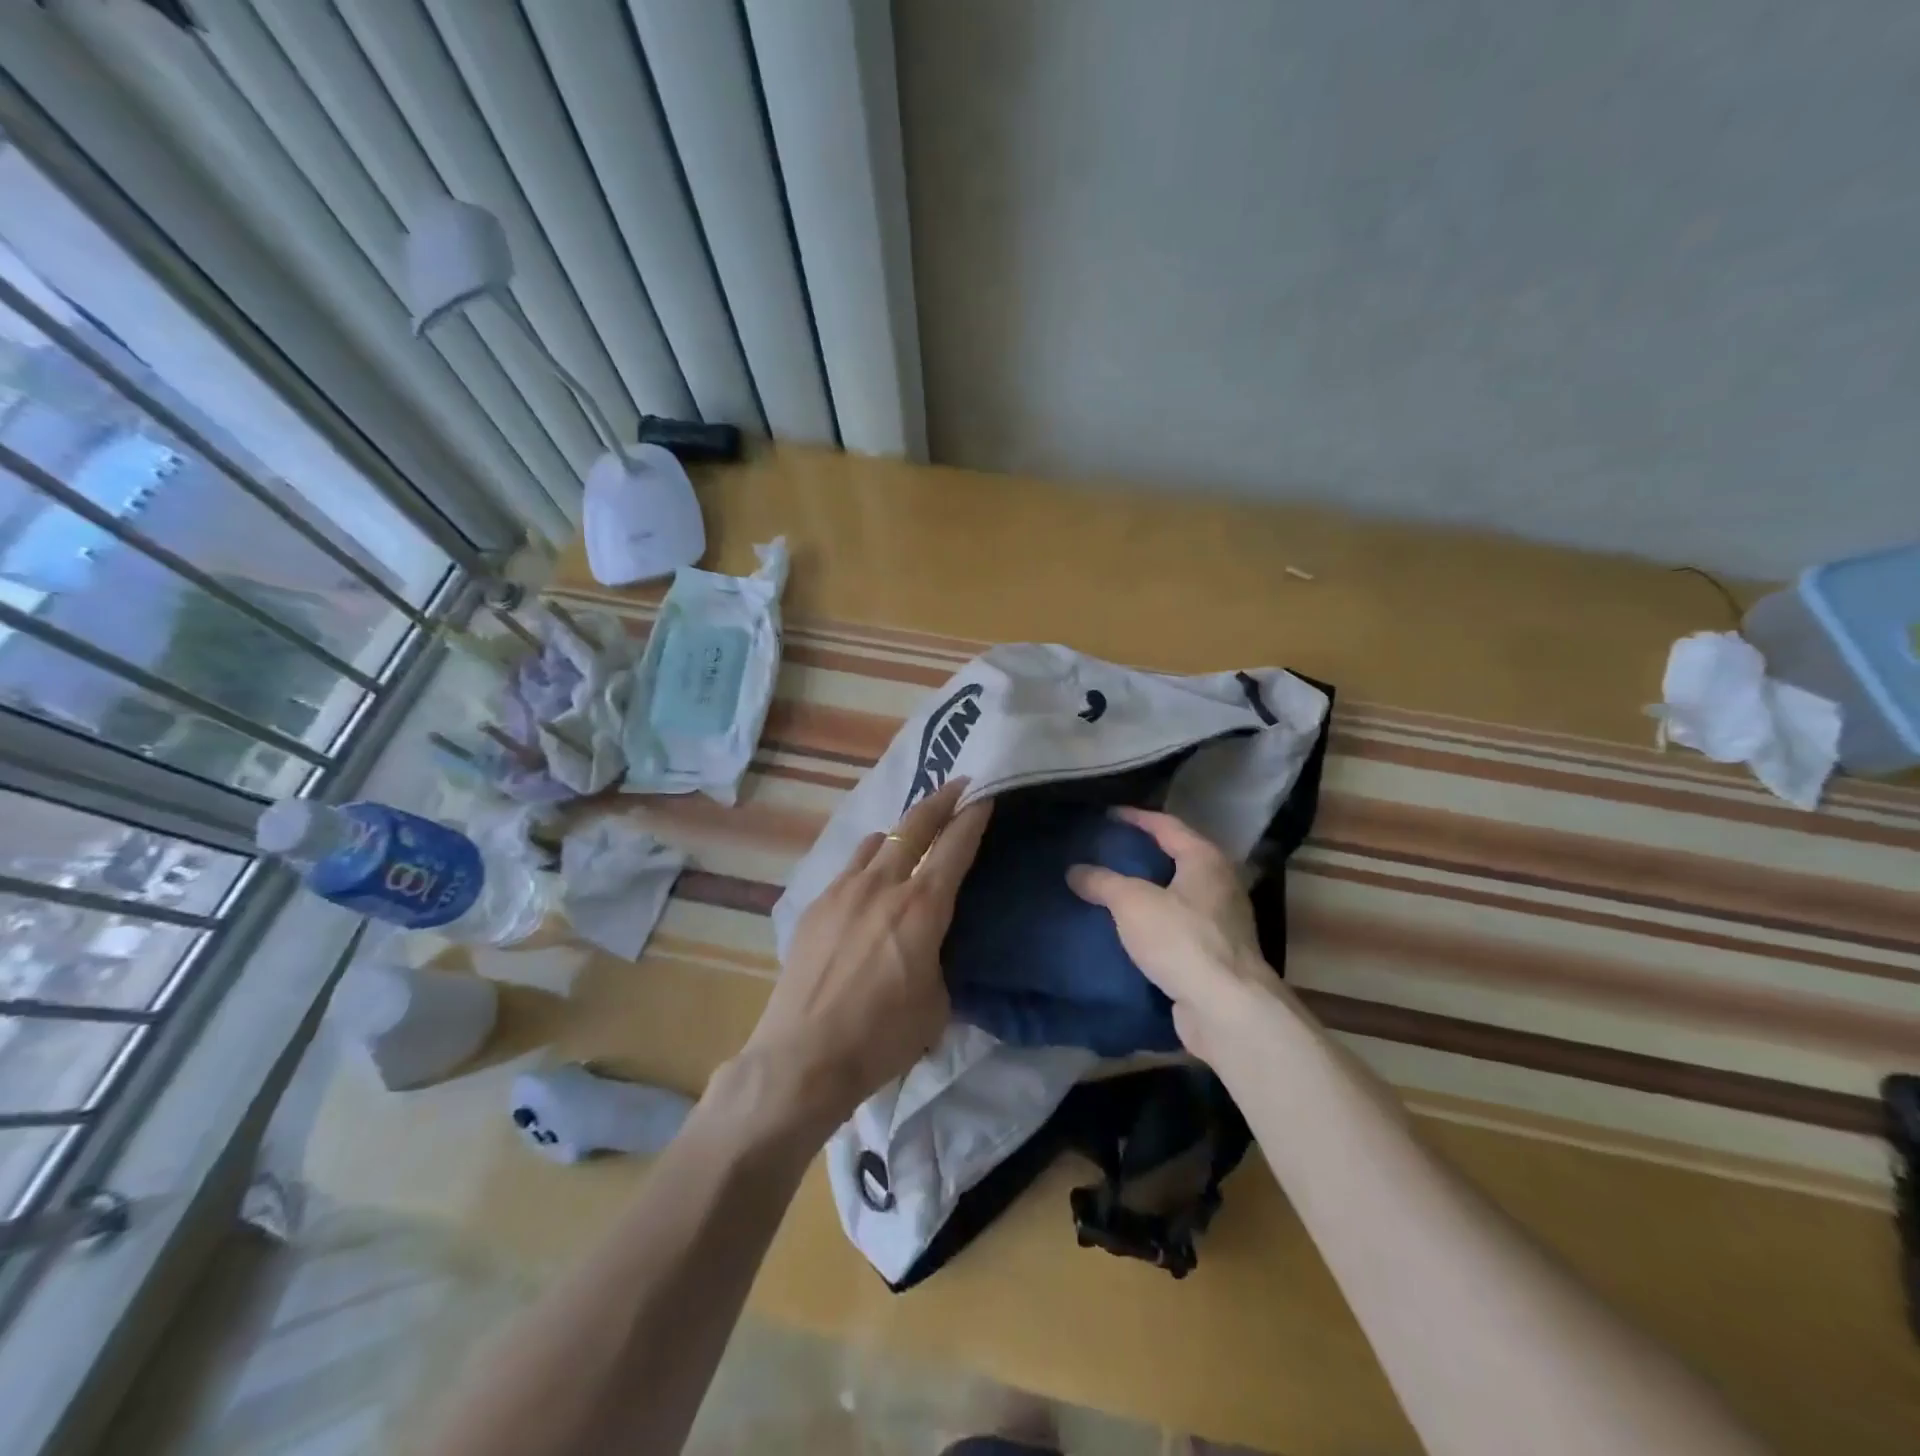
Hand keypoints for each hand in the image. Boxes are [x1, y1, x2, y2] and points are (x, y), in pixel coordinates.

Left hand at [731, 779, 990, 1137]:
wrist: (803, 1056)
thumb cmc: (882, 1037)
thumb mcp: (937, 1003)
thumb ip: (940, 958)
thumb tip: (933, 943)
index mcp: (922, 907)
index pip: (955, 846)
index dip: (973, 816)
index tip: (985, 794)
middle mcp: (883, 885)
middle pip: (914, 825)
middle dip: (939, 800)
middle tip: (956, 785)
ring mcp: (843, 891)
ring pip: (876, 840)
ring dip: (900, 830)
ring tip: (911, 832)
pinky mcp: (815, 906)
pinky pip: (849, 868)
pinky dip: (868, 861)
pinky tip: (869, 879)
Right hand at [1067, 807, 1282, 1061]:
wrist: (1227, 1009)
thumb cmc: (1182, 940)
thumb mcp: (1132, 903)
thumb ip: (1103, 882)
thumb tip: (1075, 870)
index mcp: (1205, 860)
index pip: (1167, 826)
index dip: (1135, 818)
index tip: (1106, 815)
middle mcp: (1219, 885)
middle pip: (1175, 859)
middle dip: (1141, 855)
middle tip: (1105, 852)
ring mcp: (1221, 922)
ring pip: (1175, 895)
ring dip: (1146, 892)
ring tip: (1109, 890)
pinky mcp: (1214, 955)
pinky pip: (1176, 927)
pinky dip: (1152, 924)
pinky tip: (1126, 930)